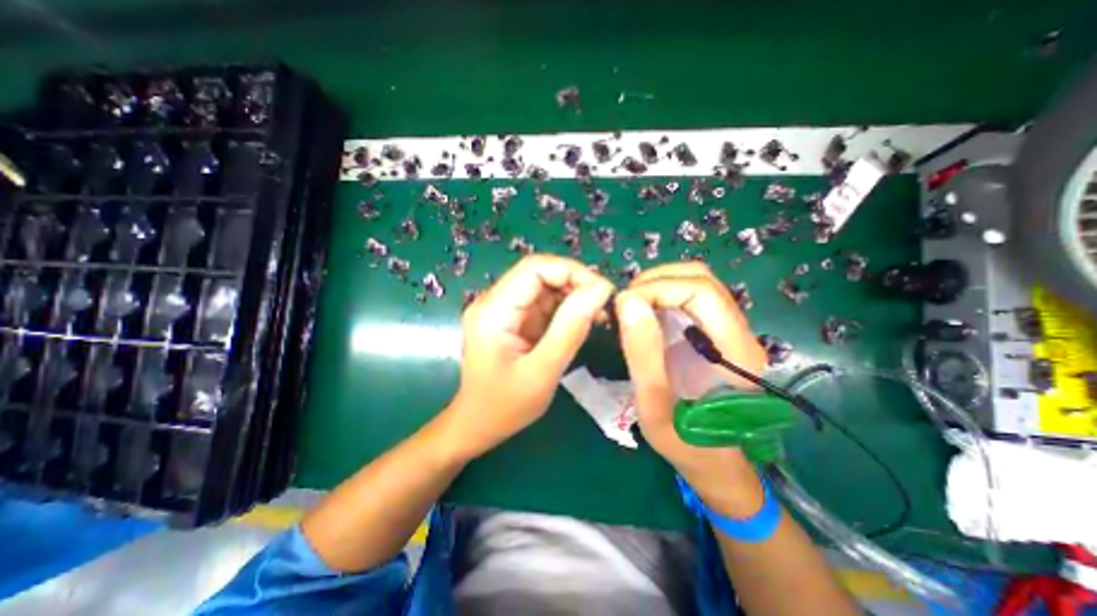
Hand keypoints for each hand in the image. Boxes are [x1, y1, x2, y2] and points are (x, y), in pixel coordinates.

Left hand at [445, 256, 616, 461]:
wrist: (477, 425)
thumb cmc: (505, 406)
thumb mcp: (542, 371)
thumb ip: (570, 329)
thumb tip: (599, 291)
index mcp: (493, 310)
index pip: (534, 269)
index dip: (571, 271)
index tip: (602, 291)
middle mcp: (495, 302)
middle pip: (539, 274)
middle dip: (575, 282)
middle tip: (604, 304)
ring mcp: (503, 310)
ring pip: (544, 286)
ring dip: (573, 295)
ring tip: (598, 314)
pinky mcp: (513, 320)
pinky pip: (543, 303)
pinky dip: (566, 308)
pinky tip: (584, 321)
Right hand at [614, 259, 763, 513]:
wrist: (717, 464)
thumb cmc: (687, 444)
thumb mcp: (654, 406)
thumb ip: (642, 354)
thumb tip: (627, 302)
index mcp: (735, 352)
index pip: (701, 291)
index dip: (658, 288)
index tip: (624, 305)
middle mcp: (740, 332)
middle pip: (701, 278)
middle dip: (656, 281)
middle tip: (625, 304)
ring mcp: (730, 330)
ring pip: (697, 282)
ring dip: (659, 284)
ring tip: (631, 306)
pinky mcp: (716, 333)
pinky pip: (691, 297)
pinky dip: (663, 294)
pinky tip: (644, 312)